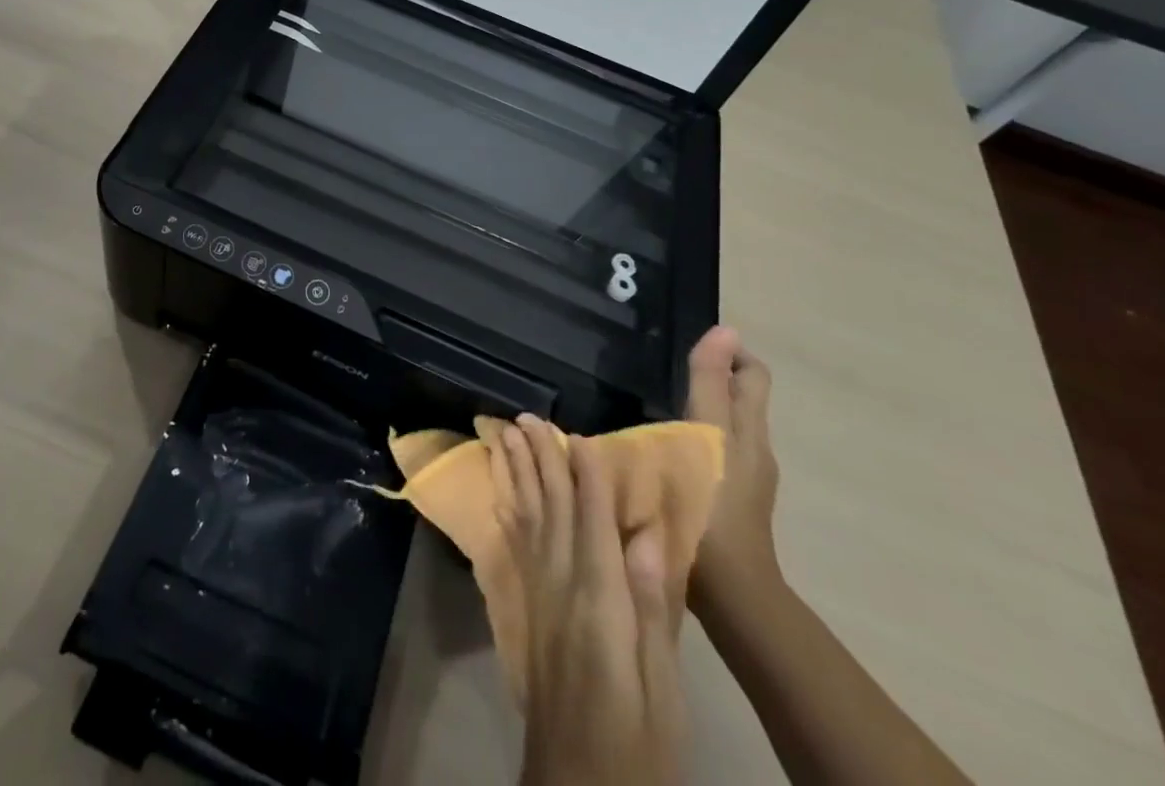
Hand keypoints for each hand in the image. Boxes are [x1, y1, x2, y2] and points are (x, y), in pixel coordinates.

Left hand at [492, 415, 684, 785]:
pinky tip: (502, 493)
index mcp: (600, 602)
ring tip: (506, 435)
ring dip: (518, 474)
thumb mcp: (663, 687)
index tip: (578, 434)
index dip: (585, 476)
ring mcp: (538, 596)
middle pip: (551, 508)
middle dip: (540, 460)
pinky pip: (515, 546)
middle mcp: (561, 586)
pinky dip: (509, 512)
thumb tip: (647, 534)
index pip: (591, 522)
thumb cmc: (638, 746)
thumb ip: (652, 606)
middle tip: (527, 418)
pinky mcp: (526, 611)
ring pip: (527, 518)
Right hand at [685, 326, 781, 621]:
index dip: (729, 352)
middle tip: (661, 367)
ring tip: (650, 402)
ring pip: (724, 428)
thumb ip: (709, 383)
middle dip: (710, 377)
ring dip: (698, 409)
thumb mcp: (705, 434)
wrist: (728, 594)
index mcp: (749, 429)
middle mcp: (753, 450)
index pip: (752, 374)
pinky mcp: (726, 505)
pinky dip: (692, 440)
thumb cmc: (711, 504)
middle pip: (739, 399)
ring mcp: (742, 481)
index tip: (687, 342)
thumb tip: (724, 329)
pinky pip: (712, 455)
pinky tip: (658, 449)